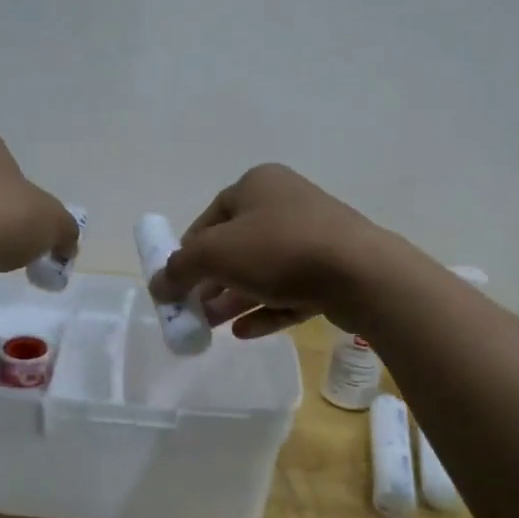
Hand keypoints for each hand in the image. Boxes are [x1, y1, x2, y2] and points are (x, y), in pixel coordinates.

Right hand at [148, 164, 395, 337]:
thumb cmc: (280, 249)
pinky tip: (245, 332)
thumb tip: (157, 284)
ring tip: (212, 327)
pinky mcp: (332, 269)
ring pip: (263, 270)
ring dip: (234, 298)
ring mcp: (313, 236)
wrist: (360, 273)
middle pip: (236, 246)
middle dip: (211, 281)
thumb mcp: (216, 254)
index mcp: (257, 185)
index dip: (188, 252)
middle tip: (193, 311)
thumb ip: (181, 268)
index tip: (176, 284)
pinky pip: (290, 289)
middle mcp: (285, 203)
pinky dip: (266, 308)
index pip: (210, 218)